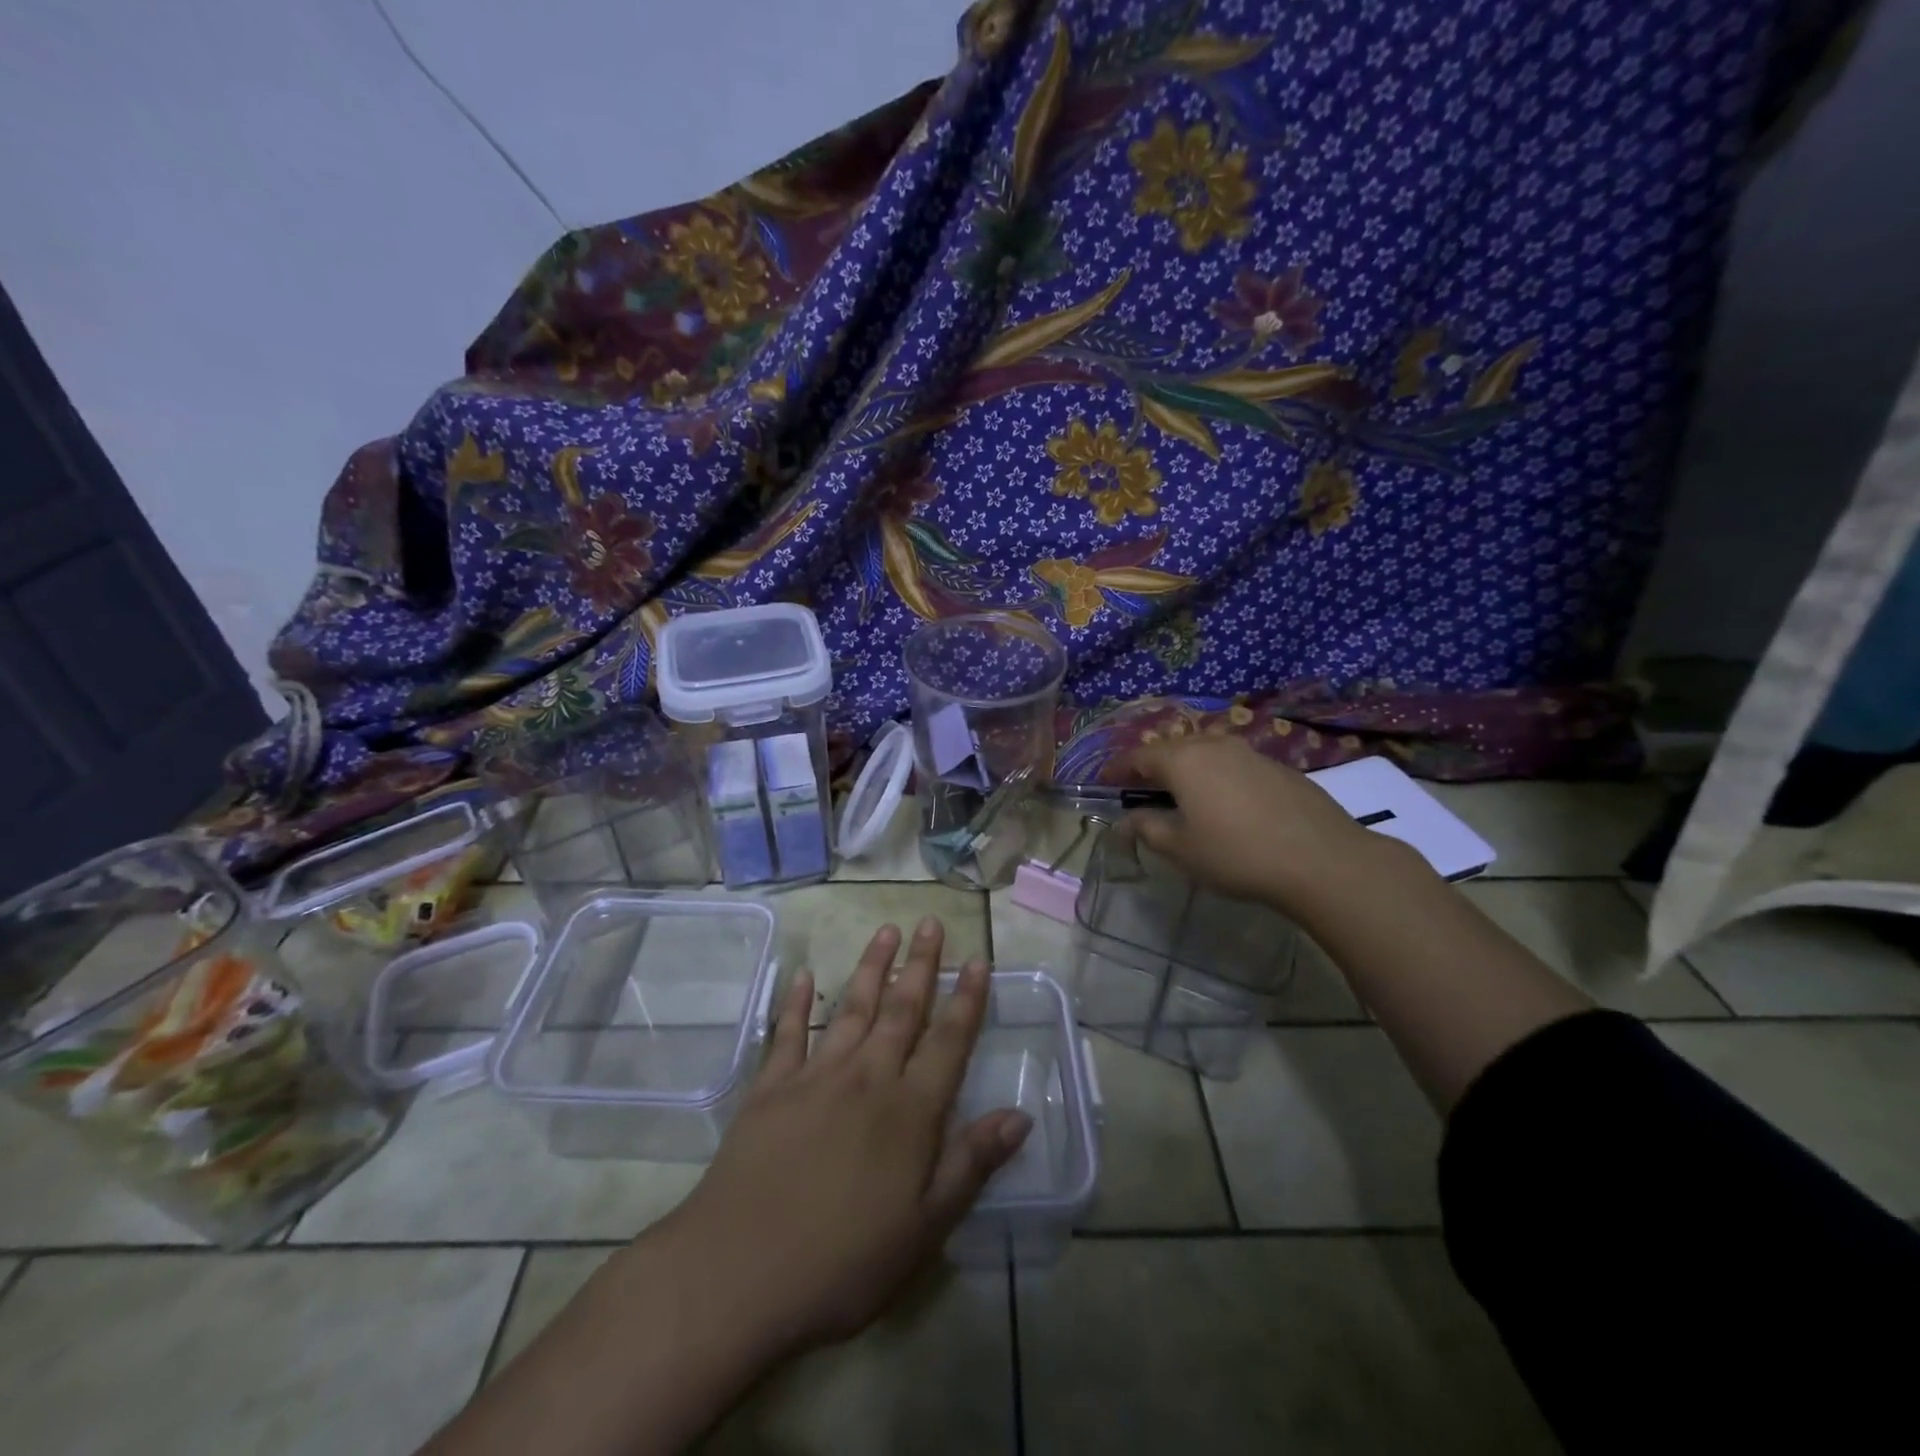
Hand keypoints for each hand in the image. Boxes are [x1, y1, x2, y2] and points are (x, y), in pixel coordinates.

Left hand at [654, 918, 1030, 1358]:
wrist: (738, 1274)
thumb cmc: (843, 1262)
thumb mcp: (924, 1229)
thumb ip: (971, 1164)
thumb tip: (1020, 1115)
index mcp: (909, 1112)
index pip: (948, 1042)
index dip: (967, 1000)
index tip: (978, 960)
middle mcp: (867, 1078)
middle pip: (901, 1010)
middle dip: (921, 965)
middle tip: (931, 923)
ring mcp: (815, 1077)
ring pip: (851, 1009)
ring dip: (871, 968)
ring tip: (885, 931)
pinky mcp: (770, 1089)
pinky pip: (787, 1034)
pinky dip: (795, 1003)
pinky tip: (802, 976)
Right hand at [1126, 736, 1387, 913]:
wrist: (1323, 860)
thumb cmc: (1237, 854)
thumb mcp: (1181, 848)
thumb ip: (1147, 829)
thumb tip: (1126, 820)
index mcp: (1183, 760)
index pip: (1138, 756)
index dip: (1117, 769)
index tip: (1104, 782)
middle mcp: (1214, 745)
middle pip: (1172, 749)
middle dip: (1152, 767)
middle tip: (1141, 791)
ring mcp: (1250, 752)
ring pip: (1205, 754)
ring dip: (1187, 771)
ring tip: (1182, 797)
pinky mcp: (1279, 767)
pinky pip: (1233, 765)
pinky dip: (1217, 778)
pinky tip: (1226, 805)